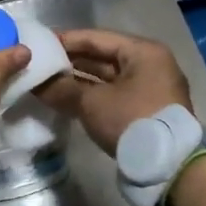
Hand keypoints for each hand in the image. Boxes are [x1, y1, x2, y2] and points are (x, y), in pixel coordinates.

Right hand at [37, 28, 193, 155]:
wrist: (170, 167)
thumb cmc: (132, 121)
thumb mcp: (92, 102)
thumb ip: (62, 88)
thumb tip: (35, 83)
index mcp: (143, 52)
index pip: (96, 38)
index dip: (65, 40)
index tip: (40, 44)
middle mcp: (150, 65)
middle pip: (102, 57)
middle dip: (71, 62)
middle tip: (40, 65)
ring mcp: (150, 89)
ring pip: (107, 78)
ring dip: (79, 81)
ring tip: (47, 82)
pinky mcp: (146, 111)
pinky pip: (113, 95)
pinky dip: (92, 96)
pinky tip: (67, 100)